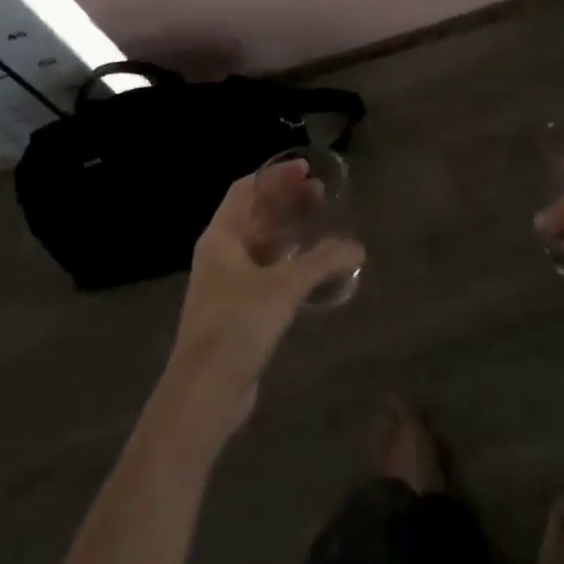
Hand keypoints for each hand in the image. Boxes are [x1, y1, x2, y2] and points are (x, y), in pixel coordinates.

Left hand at [158, 163, 364, 446]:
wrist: (204, 394)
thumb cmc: (236, 325)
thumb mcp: (283, 287)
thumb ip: (322, 261)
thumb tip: (358, 247)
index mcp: (221, 236)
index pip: (246, 190)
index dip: (275, 176)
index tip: (307, 170)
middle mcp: (220, 253)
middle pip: (255, 215)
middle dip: (287, 202)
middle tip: (322, 195)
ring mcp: (227, 284)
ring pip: (261, 244)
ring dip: (289, 231)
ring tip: (323, 225)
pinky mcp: (237, 311)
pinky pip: (266, 272)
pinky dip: (288, 261)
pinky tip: (313, 268)